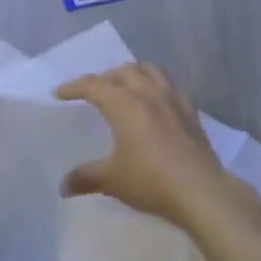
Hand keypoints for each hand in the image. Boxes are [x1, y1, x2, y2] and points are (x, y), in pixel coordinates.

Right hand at [54, 64, 235, 225]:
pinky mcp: (190, 109)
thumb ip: (86, 177)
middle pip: (121, 72)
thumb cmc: (151, 181)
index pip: (93, 85)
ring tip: (124, 86)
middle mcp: (147, 92)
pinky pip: (170, 84)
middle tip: (93, 93)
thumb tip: (63, 186)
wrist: (200, 190)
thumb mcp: (112, 180)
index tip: (59, 94)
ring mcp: (172, 98)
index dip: (73, 87)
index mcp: (123, 103)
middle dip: (104, 78)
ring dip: (132, 73)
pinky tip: (156, 100)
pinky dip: (156, 83)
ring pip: (149, 70)